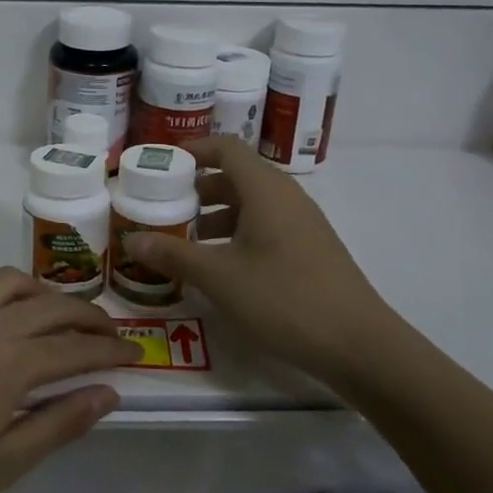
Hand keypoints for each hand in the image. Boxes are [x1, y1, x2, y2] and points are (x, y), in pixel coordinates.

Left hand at [0, 268, 141, 492]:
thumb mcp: (5, 462)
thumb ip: (60, 423)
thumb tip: (107, 392)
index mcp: (14, 364)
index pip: (79, 348)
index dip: (113, 350)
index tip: (138, 353)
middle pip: (54, 306)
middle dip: (90, 317)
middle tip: (109, 333)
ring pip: (14, 283)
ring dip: (45, 294)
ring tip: (57, 315)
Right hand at [125, 137, 397, 383]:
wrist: (359, 345)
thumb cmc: (284, 299)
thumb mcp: (220, 277)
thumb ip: (174, 255)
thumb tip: (132, 240)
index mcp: (265, 189)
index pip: (225, 148)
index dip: (192, 150)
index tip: (160, 166)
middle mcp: (285, 197)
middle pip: (235, 176)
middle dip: (196, 189)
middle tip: (162, 208)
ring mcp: (301, 224)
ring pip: (249, 205)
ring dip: (213, 216)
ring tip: (182, 241)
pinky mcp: (308, 249)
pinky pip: (264, 227)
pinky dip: (235, 235)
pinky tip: (218, 267)